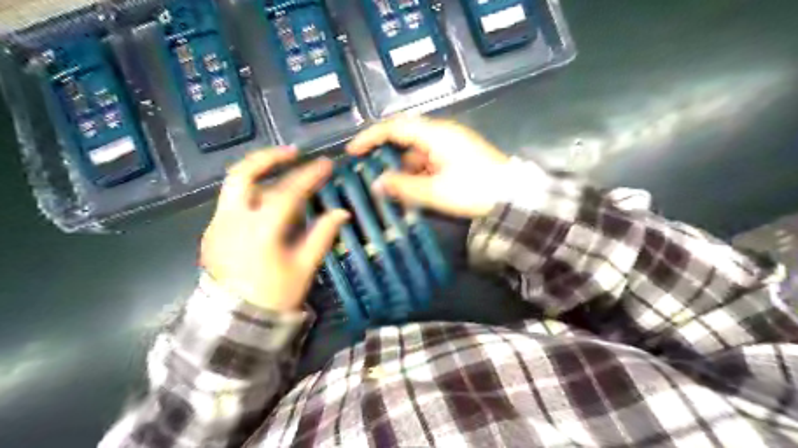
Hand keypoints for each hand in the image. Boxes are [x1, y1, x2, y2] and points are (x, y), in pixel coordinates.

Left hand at [197, 149, 345, 313]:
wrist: (234, 324)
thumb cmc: (275, 296)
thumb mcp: (304, 267)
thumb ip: (322, 236)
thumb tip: (341, 212)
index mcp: (260, 231)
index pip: (288, 192)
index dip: (309, 175)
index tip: (326, 164)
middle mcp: (232, 221)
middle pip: (243, 175)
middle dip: (269, 158)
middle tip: (292, 152)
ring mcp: (216, 226)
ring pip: (234, 186)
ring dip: (259, 174)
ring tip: (282, 171)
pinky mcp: (211, 233)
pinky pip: (231, 203)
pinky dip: (251, 193)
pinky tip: (267, 201)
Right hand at [347, 116, 506, 215]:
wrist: (513, 198)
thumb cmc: (474, 191)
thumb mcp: (436, 191)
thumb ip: (404, 186)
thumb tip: (377, 183)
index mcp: (435, 134)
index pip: (395, 127)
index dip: (371, 137)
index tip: (352, 152)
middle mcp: (441, 134)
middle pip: (404, 137)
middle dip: (384, 154)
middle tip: (367, 171)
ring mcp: (450, 145)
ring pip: (415, 152)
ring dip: (401, 168)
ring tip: (388, 188)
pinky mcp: (456, 157)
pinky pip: (428, 161)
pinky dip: (416, 173)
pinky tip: (410, 190)